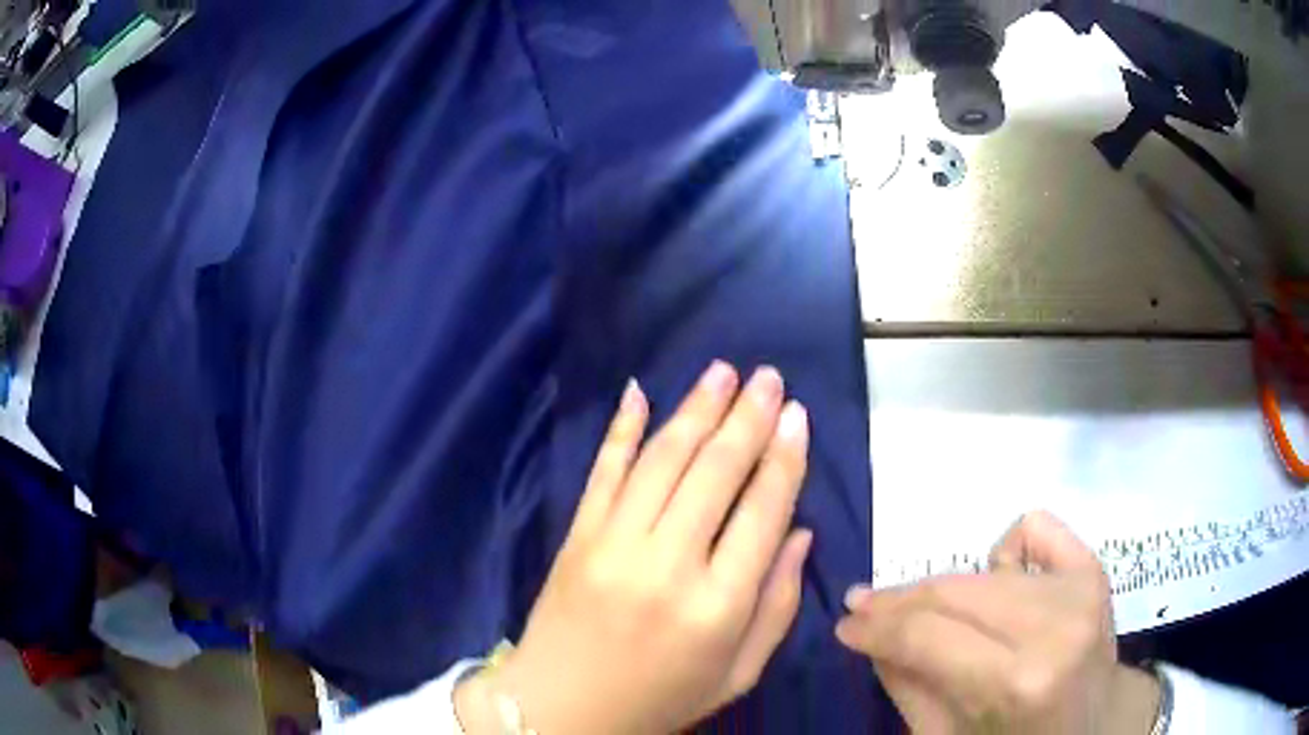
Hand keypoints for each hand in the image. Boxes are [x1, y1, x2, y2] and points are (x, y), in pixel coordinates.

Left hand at [456, 362, 811, 733]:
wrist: (561, 712)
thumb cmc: (661, 700)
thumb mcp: (738, 674)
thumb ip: (778, 606)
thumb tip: (800, 533)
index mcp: (717, 606)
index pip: (762, 512)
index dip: (783, 457)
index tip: (796, 414)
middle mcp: (667, 565)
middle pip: (715, 473)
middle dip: (747, 417)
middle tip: (767, 377)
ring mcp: (613, 545)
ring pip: (662, 460)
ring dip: (695, 409)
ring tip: (722, 372)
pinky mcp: (576, 537)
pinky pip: (603, 472)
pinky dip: (621, 429)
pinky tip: (640, 391)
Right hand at [835, 512, 1160, 733]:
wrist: (1096, 726)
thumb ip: (907, 686)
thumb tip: (872, 637)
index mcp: (1017, 682)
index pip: (927, 636)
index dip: (877, 627)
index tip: (844, 624)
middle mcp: (1054, 626)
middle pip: (956, 591)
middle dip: (899, 600)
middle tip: (864, 606)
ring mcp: (1081, 589)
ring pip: (985, 566)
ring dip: (945, 588)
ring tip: (931, 612)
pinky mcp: (1095, 568)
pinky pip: (1035, 528)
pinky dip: (1008, 548)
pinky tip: (1003, 579)